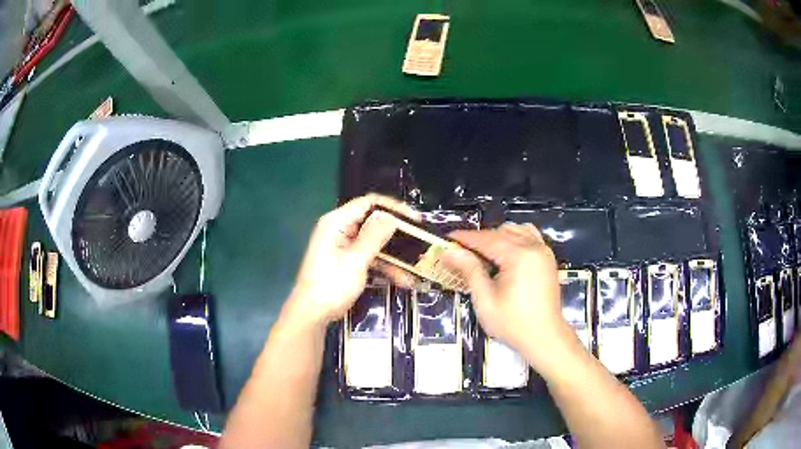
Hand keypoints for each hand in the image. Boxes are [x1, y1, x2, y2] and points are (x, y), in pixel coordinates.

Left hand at [283, 194, 420, 328]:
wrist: (313, 313)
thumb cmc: (331, 284)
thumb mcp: (356, 260)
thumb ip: (374, 236)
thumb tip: (392, 216)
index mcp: (337, 222)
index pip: (368, 203)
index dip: (392, 207)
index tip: (414, 218)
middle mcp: (340, 230)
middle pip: (373, 223)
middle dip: (396, 233)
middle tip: (419, 239)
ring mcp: (344, 247)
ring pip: (375, 243)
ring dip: (394, 254)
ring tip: (416, 263)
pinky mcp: (348, 262)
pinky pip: (370, 257)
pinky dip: (384, 266)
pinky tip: (403, 279)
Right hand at [442, 224, 578, 372]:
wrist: (545, 337)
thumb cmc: (513, 323)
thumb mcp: (485, 300)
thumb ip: (469, 271)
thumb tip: (450, 251)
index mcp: (519, 256)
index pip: (486, 239)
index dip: (464, 238)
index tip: (446, 238)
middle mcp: (533, 247)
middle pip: (499, 233)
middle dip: (478, 239)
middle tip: (459, 251)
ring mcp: (543, 250)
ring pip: (514, 231)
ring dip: (496, 237)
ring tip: (481, 254)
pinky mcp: (547, 257)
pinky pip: (529, 236)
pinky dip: (515, 237)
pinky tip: (505, 250)